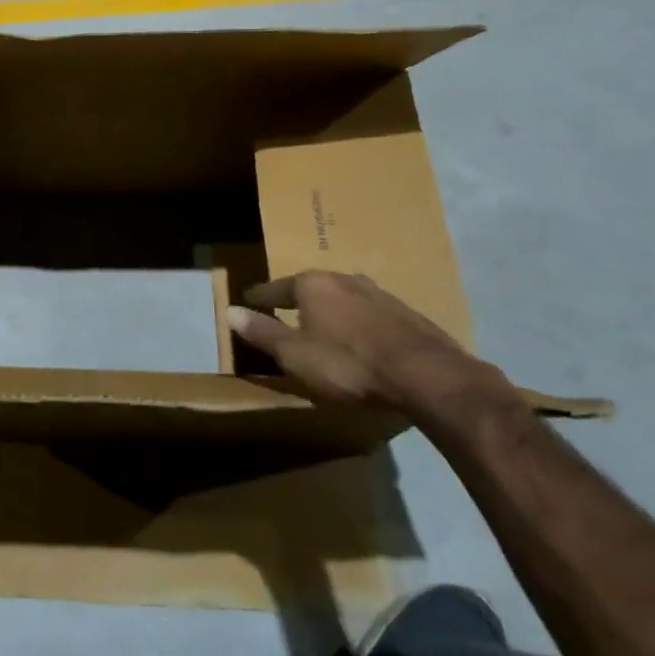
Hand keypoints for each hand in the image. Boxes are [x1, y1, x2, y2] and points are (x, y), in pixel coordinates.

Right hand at [226, 271, 503, 411]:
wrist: (426, 375)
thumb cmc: (348, 363)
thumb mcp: (295, 354)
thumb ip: (262, 332)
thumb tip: (229, 311)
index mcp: (313, 285)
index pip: (276, 287)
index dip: (260, 297)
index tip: (248, 300)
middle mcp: (345, 280)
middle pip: (312, 288)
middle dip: (299, 300)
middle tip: (286, 312)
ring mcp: (380, 295)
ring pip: (344, 298)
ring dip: (332, 311)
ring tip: (324, 326)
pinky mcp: (408, 315)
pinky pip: (370, 314)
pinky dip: (358, 324)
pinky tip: (361, 340)